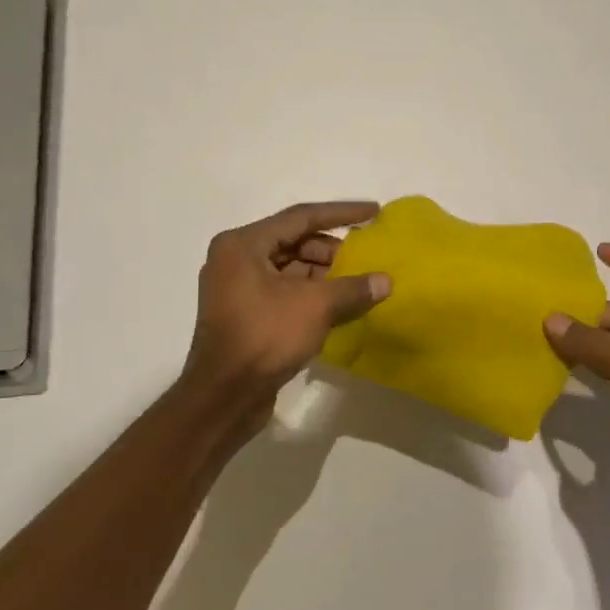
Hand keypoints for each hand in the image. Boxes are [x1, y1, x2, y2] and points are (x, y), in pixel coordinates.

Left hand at [180, 201, 391, 433]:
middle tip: (366, 257)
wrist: (224, 396)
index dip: (341, 214)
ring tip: (358, 284)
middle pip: (293, 242)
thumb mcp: (315, 306)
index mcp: (243, 244)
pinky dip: (310, 294)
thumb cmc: (265, 337)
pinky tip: (340, 305)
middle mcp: (235, 259)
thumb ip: (353, 288)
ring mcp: (237, 289)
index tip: (373, 212)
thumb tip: (385, 280)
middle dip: (332, 250)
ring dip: (323, 275)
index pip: (300, 218)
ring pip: (289, 269)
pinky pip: (283, 292)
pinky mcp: (244, 315)